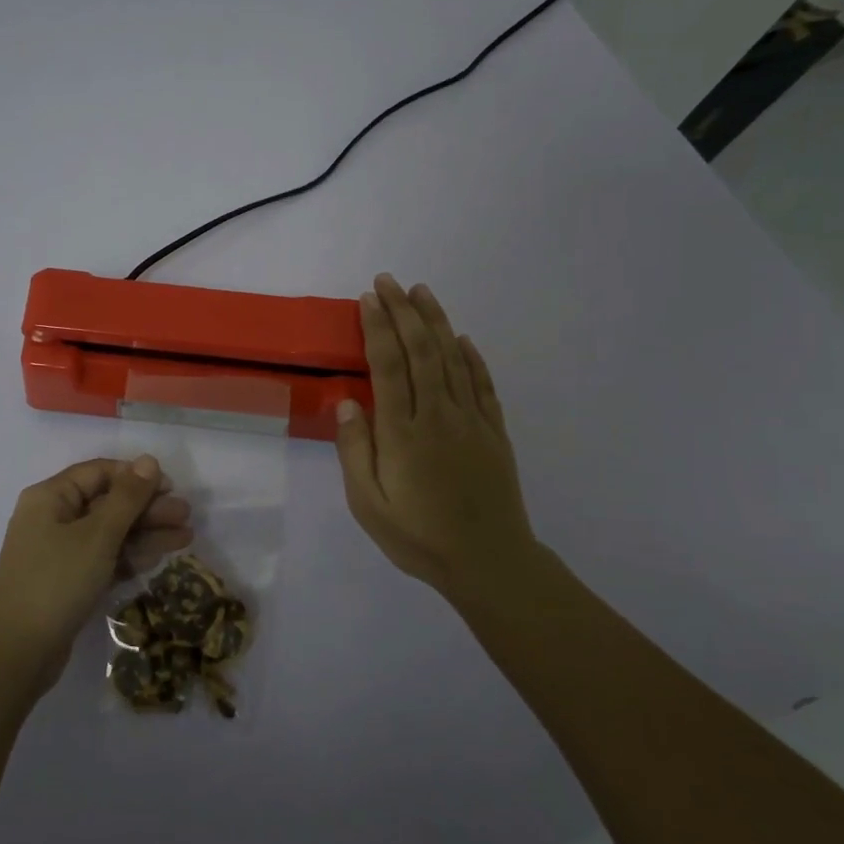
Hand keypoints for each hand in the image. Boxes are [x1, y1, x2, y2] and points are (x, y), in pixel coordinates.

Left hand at [0, 456, 193, 695]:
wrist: (17, 654)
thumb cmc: (56, 581)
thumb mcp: (97, 535)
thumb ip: (127, 497)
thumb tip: (148, 460)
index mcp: (50, 497)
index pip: (99, 472)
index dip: (135, 476)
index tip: (170, 487)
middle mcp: (53, 518)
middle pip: (107, 503)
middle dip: (148, 508)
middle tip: (186, 515)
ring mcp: (61, 552)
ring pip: (110, 533)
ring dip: (146, 533)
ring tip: (186, 537)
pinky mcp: (69, 581)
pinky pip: (105, 558)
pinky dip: (131, 556)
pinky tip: (161, 557)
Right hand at [335, 274, 539, 600]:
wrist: (489, 563)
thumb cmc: (419, 537)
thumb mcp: (368, 505)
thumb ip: (355, 451)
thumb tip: (348, 401)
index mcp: (403, 432)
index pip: (388, 365)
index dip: (378, 327)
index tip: (369, 298)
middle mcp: (438, 416)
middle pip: (421, 351)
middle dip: (403, 312)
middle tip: (389, 281)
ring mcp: (471, 421)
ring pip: (452, 359)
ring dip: (436, 322)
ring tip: (421, 292)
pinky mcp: (495, 433)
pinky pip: (482, 384)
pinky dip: (471, 357)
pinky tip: (461, 339)